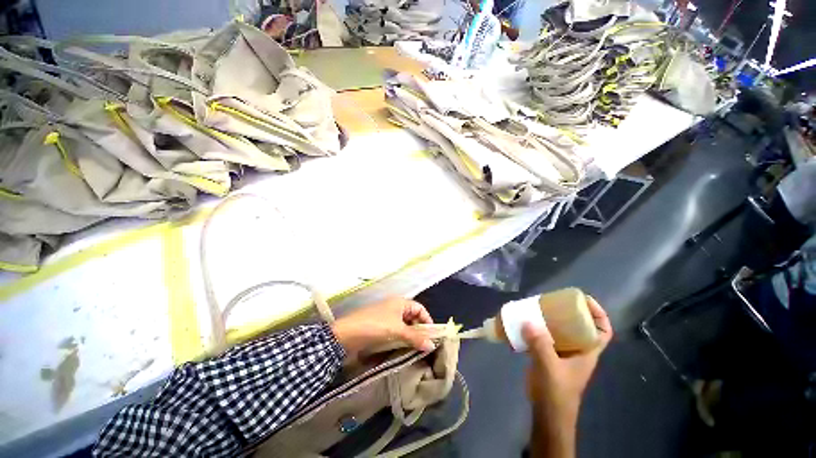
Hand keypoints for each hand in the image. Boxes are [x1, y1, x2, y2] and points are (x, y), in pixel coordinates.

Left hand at [330, 297, 434, 361]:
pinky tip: (404, 350)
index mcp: (400, 302)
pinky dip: (401, 339)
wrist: (346, 334)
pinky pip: (395, 332)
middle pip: (412, 317)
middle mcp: (394, 307)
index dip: (427, 320)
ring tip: (417, 351)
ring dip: (410, 336)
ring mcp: (386, 317)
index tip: (433, 336)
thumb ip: (415, 337)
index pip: (420, 308)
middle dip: (419, 330)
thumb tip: (432, 345)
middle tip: (426, 346)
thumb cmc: (375, 326)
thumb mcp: (397, 331)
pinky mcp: (379, 328)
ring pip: (404, 326)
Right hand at [524, 296, 612, 457]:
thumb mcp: (550, 367)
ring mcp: (562, 354)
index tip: (584, 299)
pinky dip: (536, 330)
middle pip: (579, 326)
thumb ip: (540, 344)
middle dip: (568, 312)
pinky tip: (524, 325)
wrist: (547, 412)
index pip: (603, 331)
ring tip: (536, 308)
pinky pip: (544, 337)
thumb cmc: (556, 392)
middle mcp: (577, 350)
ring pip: (560, 331)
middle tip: (552, 301)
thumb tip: (528, 321)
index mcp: (586, 352)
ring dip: (549, 320)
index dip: (599, 314)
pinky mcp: (548, 356)